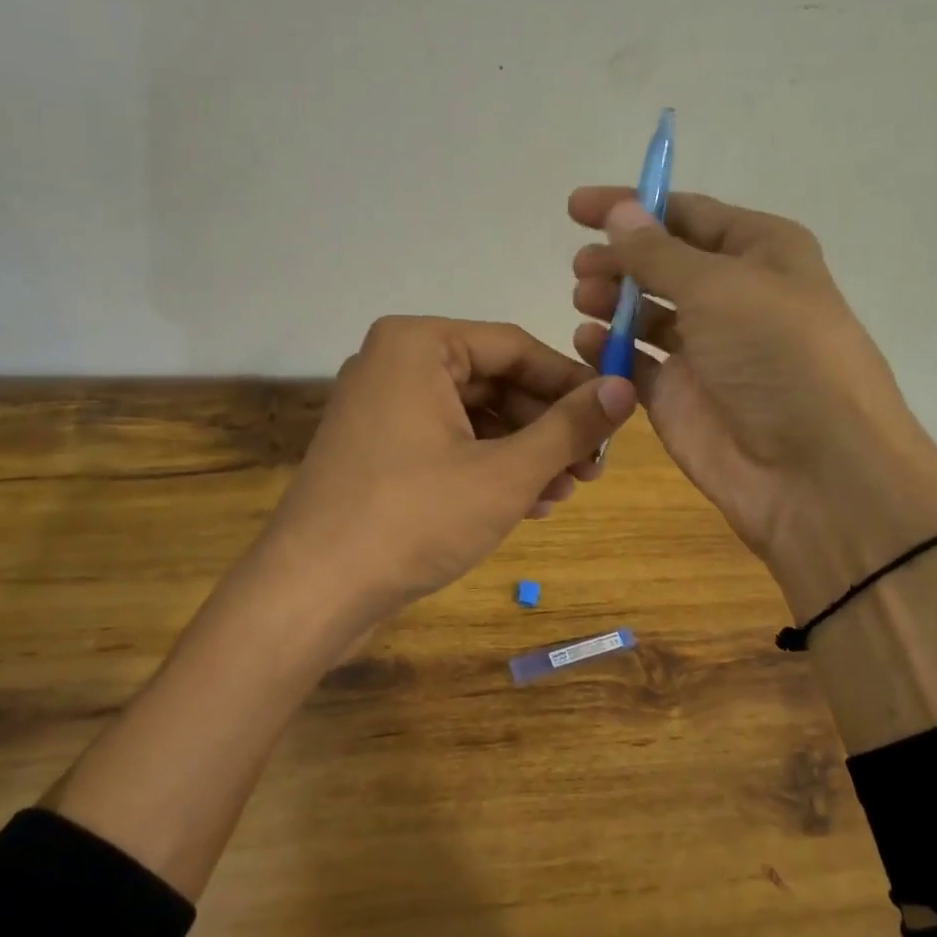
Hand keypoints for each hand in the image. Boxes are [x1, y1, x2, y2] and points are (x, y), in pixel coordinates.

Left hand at [258, 316, 636, 627]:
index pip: (516, 347)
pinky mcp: (377, 450)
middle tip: (592, 468)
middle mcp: (395, 363)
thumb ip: (569, 427)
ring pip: (474, 417)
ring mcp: (381, 408)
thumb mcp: (506, 472)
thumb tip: (624, 388)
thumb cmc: (414, 518)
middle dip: (548, 427)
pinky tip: (526, 503)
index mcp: (419, 345)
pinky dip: (488, 467)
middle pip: (495, 382)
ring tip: (564, 492)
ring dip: (524, 452)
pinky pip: (447, 442)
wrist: (312, 592)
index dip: (572, 383)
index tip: (615, 417)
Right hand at [568, 189, 936, 614]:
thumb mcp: (718, 286)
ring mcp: (705, 351)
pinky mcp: (679, 397)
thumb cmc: (777, 354)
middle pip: (663, 265)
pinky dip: (608, 350)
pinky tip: (587, 341)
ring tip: (584, 299)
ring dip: (612, 301)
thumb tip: (620, 211)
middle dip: (620, 260)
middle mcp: (733, 297)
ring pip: (646, 313)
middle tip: (582, 268)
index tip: (577, 208)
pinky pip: (634, 363)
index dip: (633, 206)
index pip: (688, 215)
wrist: (813, 469)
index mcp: (760, 253)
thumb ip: (658, 252)